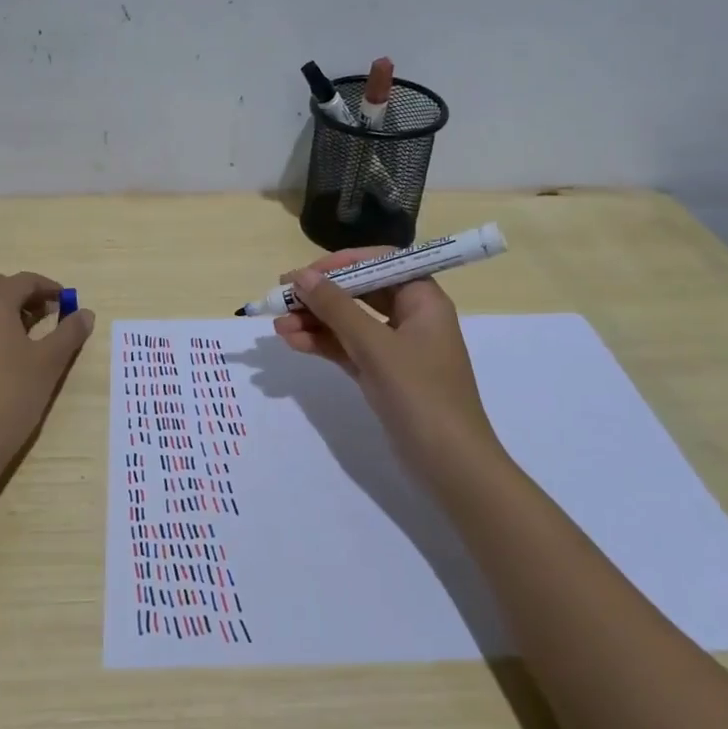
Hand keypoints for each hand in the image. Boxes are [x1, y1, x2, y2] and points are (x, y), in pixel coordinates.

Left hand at [0, 270, 93, 485]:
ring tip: (29, 334)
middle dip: (25, 295)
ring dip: (4, 309)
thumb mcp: (50, 362)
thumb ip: (69, 332)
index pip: (26, 281)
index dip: (51, 289)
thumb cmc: (11, 394)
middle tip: (48, 315)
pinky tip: (5, 355)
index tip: (69, 302)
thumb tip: (85, 313)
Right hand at [273, 249, 498, 490]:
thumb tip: (301, 276)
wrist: (449, 465)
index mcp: (423, 299)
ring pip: (348, 322)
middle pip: (360, 292)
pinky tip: (292, 342)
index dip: (342, 263)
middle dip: (320, 295)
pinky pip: (346, 348)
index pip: (380, 262)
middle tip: (281, 297)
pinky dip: (322, 344)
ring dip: (314, 321)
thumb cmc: (420, 394)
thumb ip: (336, 308)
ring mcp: (395, 348)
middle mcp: (411, 317)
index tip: (307, 272)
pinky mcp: (381, 374)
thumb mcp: (375, 346)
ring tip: (277, 326)